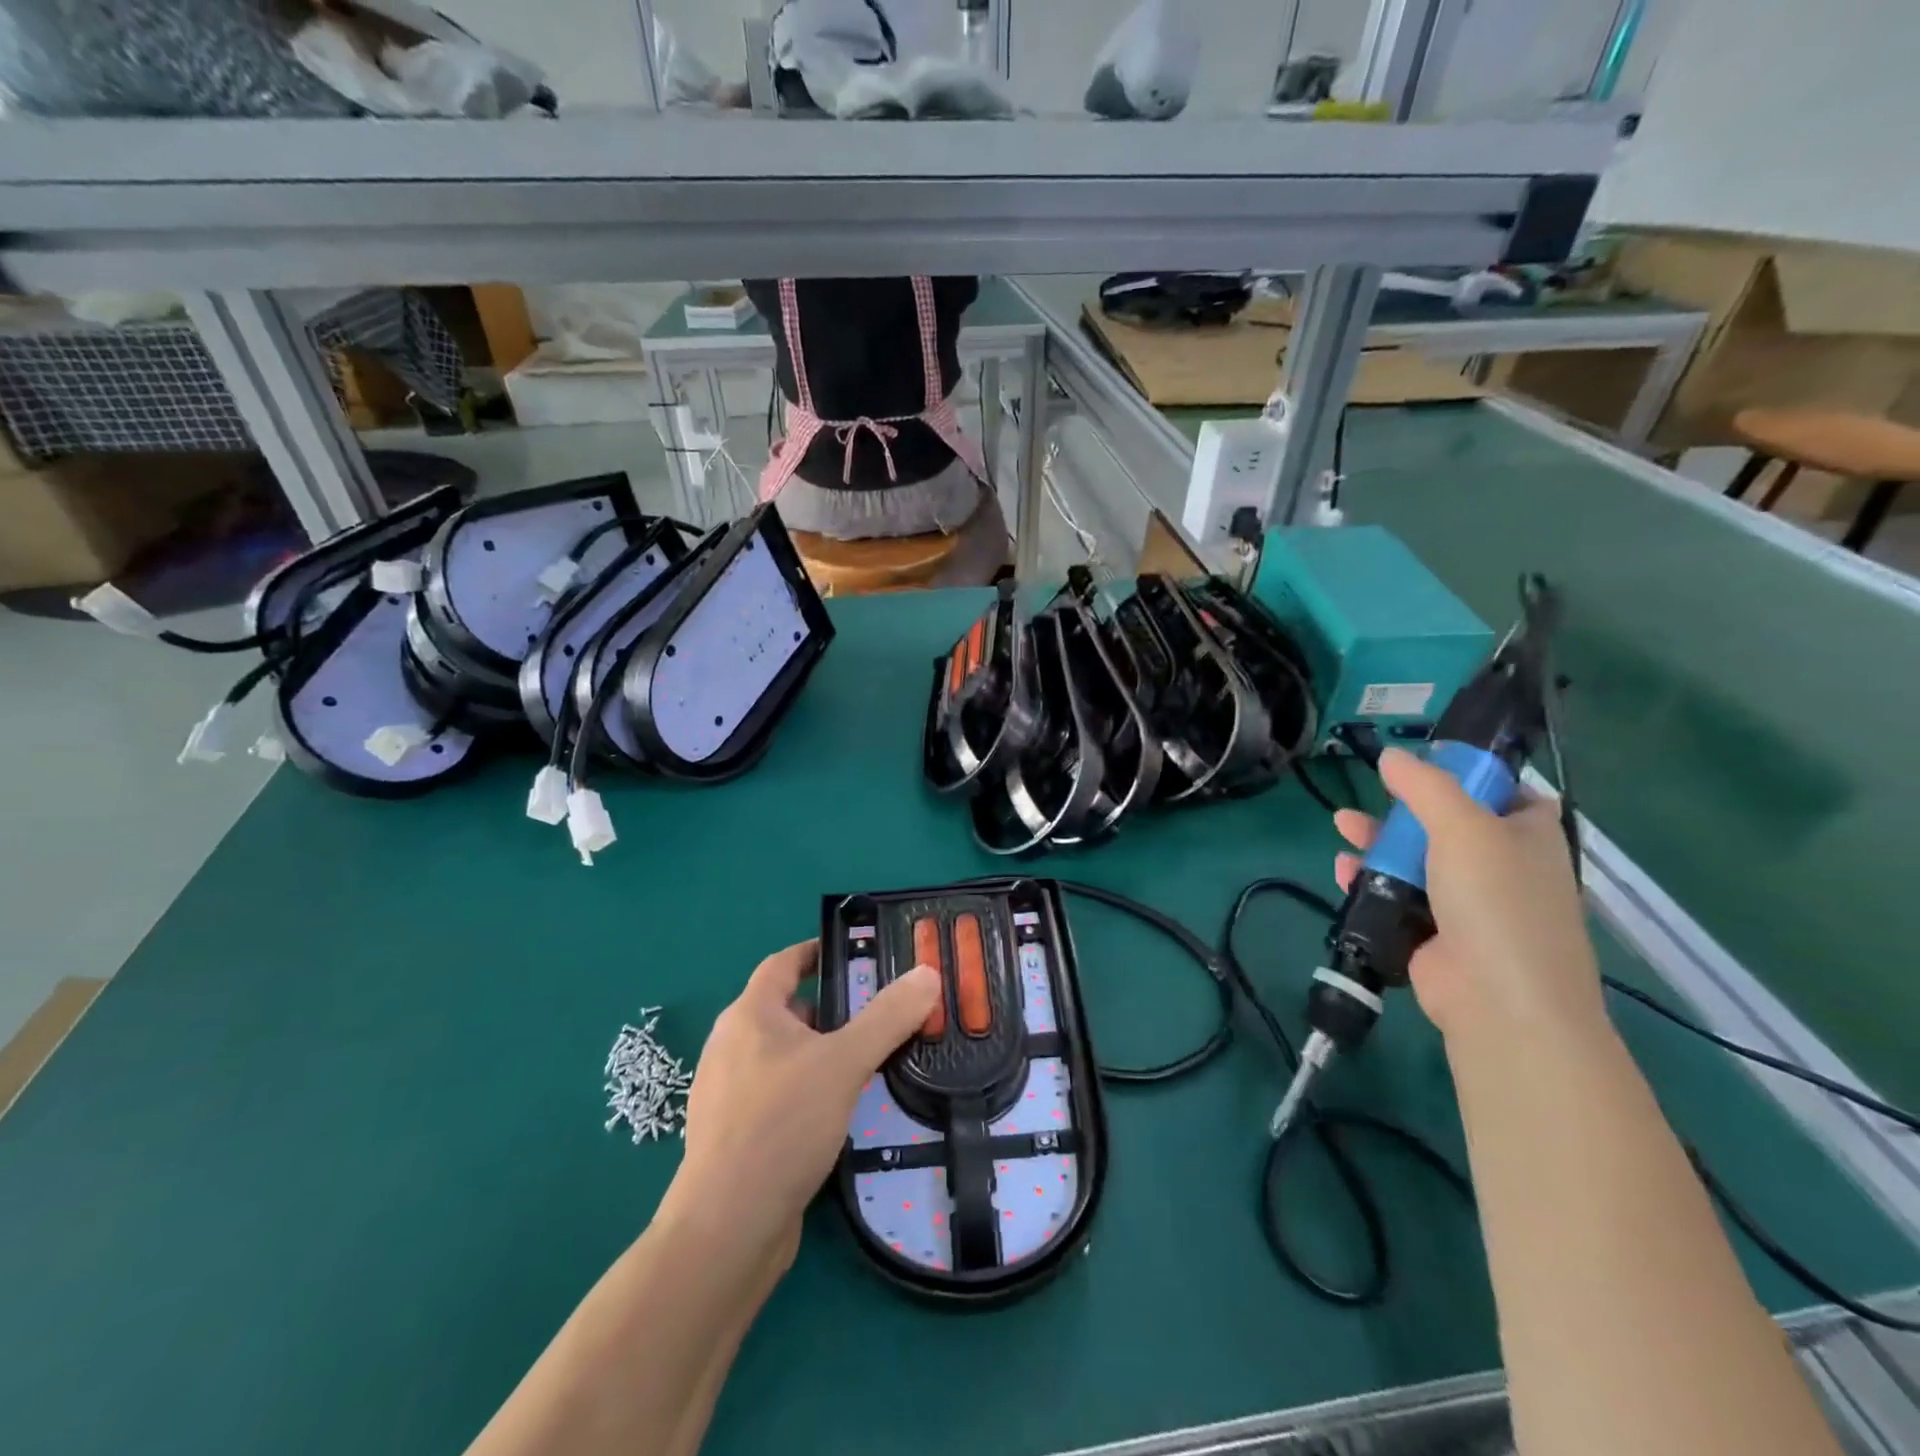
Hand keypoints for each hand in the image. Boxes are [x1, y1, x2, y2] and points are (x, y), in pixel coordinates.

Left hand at [666, 942, 939, 1264]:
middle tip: (878, 1015)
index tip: (854, 954)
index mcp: (748, 1015)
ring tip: (866, 1064)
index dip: (816, 952)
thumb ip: (888, 1017)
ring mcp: (726, 1094)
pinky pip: (776, 1094)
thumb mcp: (845, 1063)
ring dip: (820, 1052)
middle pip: (786, 1010)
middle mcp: (729, 1046)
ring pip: (782, 1056)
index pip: (782, 963)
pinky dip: (806, 1089)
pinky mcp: (733, 1135)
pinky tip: (836, 1114)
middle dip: (830, 1009)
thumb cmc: (782, 1126)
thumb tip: (927, 972)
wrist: (727, 1230)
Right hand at [1333, 748, 1605, 1045]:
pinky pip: (1398, 896)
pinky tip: (1344, 870)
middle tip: (1374, 794)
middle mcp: (1503, 867)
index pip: (1506, 793)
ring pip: (1417, 860)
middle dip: (1404, 809)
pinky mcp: (1434, 934)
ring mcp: (1468, 904)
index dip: (1470, 775)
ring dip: (1379, 843)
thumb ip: (1425, 787)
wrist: (1499, 1000)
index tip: (1427, 764)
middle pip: (1448, 824)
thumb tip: (1392, 755)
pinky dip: (1370, 881)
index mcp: (1528, 836)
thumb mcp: (1464, 827)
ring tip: (1342, 826)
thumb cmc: (1495, 901)